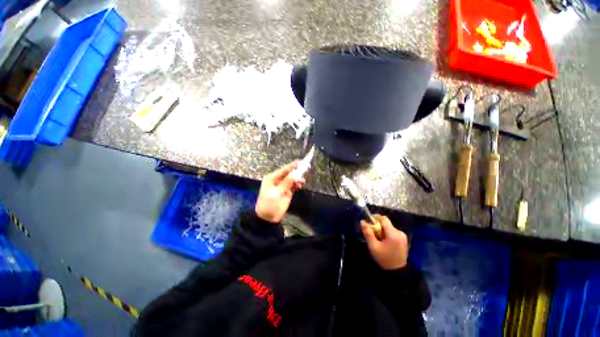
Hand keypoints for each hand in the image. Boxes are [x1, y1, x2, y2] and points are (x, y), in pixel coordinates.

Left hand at [255, 161, 303, 222]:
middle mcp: (277, 180)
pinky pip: (294, 185)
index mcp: (272, 178)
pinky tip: (300, 185)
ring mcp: (283, 186)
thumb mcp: (276, 193)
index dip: (293, 165)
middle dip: (297, 171)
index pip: (284, 169)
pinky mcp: (287, 191)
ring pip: (292, 179)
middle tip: (306, 168)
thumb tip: (296, 174)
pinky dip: (297, 184)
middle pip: (289, 173)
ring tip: (302, 181)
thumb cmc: (269, 204)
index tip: (301, 162)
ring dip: (298, 178)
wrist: (268, 218)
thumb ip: (286, 183)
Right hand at [361, 214, 407, 269]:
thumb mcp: (373, 246)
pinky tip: (384, 242)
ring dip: (381, 230)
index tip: (368, 222)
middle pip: (386, 223)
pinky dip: (386, 233)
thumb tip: (362, 221)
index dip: (375, 218)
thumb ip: (368, 233)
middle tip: (372, 233)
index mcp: (393, 234)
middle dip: (377, 226)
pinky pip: (392, 231)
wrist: (397, 272)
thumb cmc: (384, 259)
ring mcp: (403, 236)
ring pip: (388, 227)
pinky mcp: (403, 239)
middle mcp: (400, 232)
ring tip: (377, 239)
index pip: (384, 219)